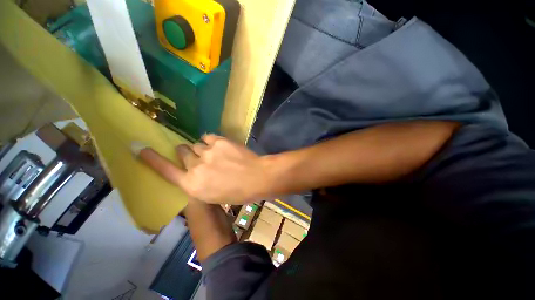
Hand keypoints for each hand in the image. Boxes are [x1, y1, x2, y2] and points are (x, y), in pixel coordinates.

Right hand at [135, 134, 271, 203]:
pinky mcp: (219, 142)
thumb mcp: (213, 194)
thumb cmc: (238, 192)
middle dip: (187, 153)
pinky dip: (212, 141)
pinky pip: (209, 137)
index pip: (166, 170)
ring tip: (216, 153)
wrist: (257, 178)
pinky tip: (221, 146)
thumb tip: (194, 169)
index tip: (138, 148)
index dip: (152, 159)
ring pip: (197, 145)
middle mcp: (196, 167)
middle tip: (198, 155)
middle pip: (182, 152)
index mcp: (193, 185)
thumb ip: (199, 182)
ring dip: (202, 148)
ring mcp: (208, 152)